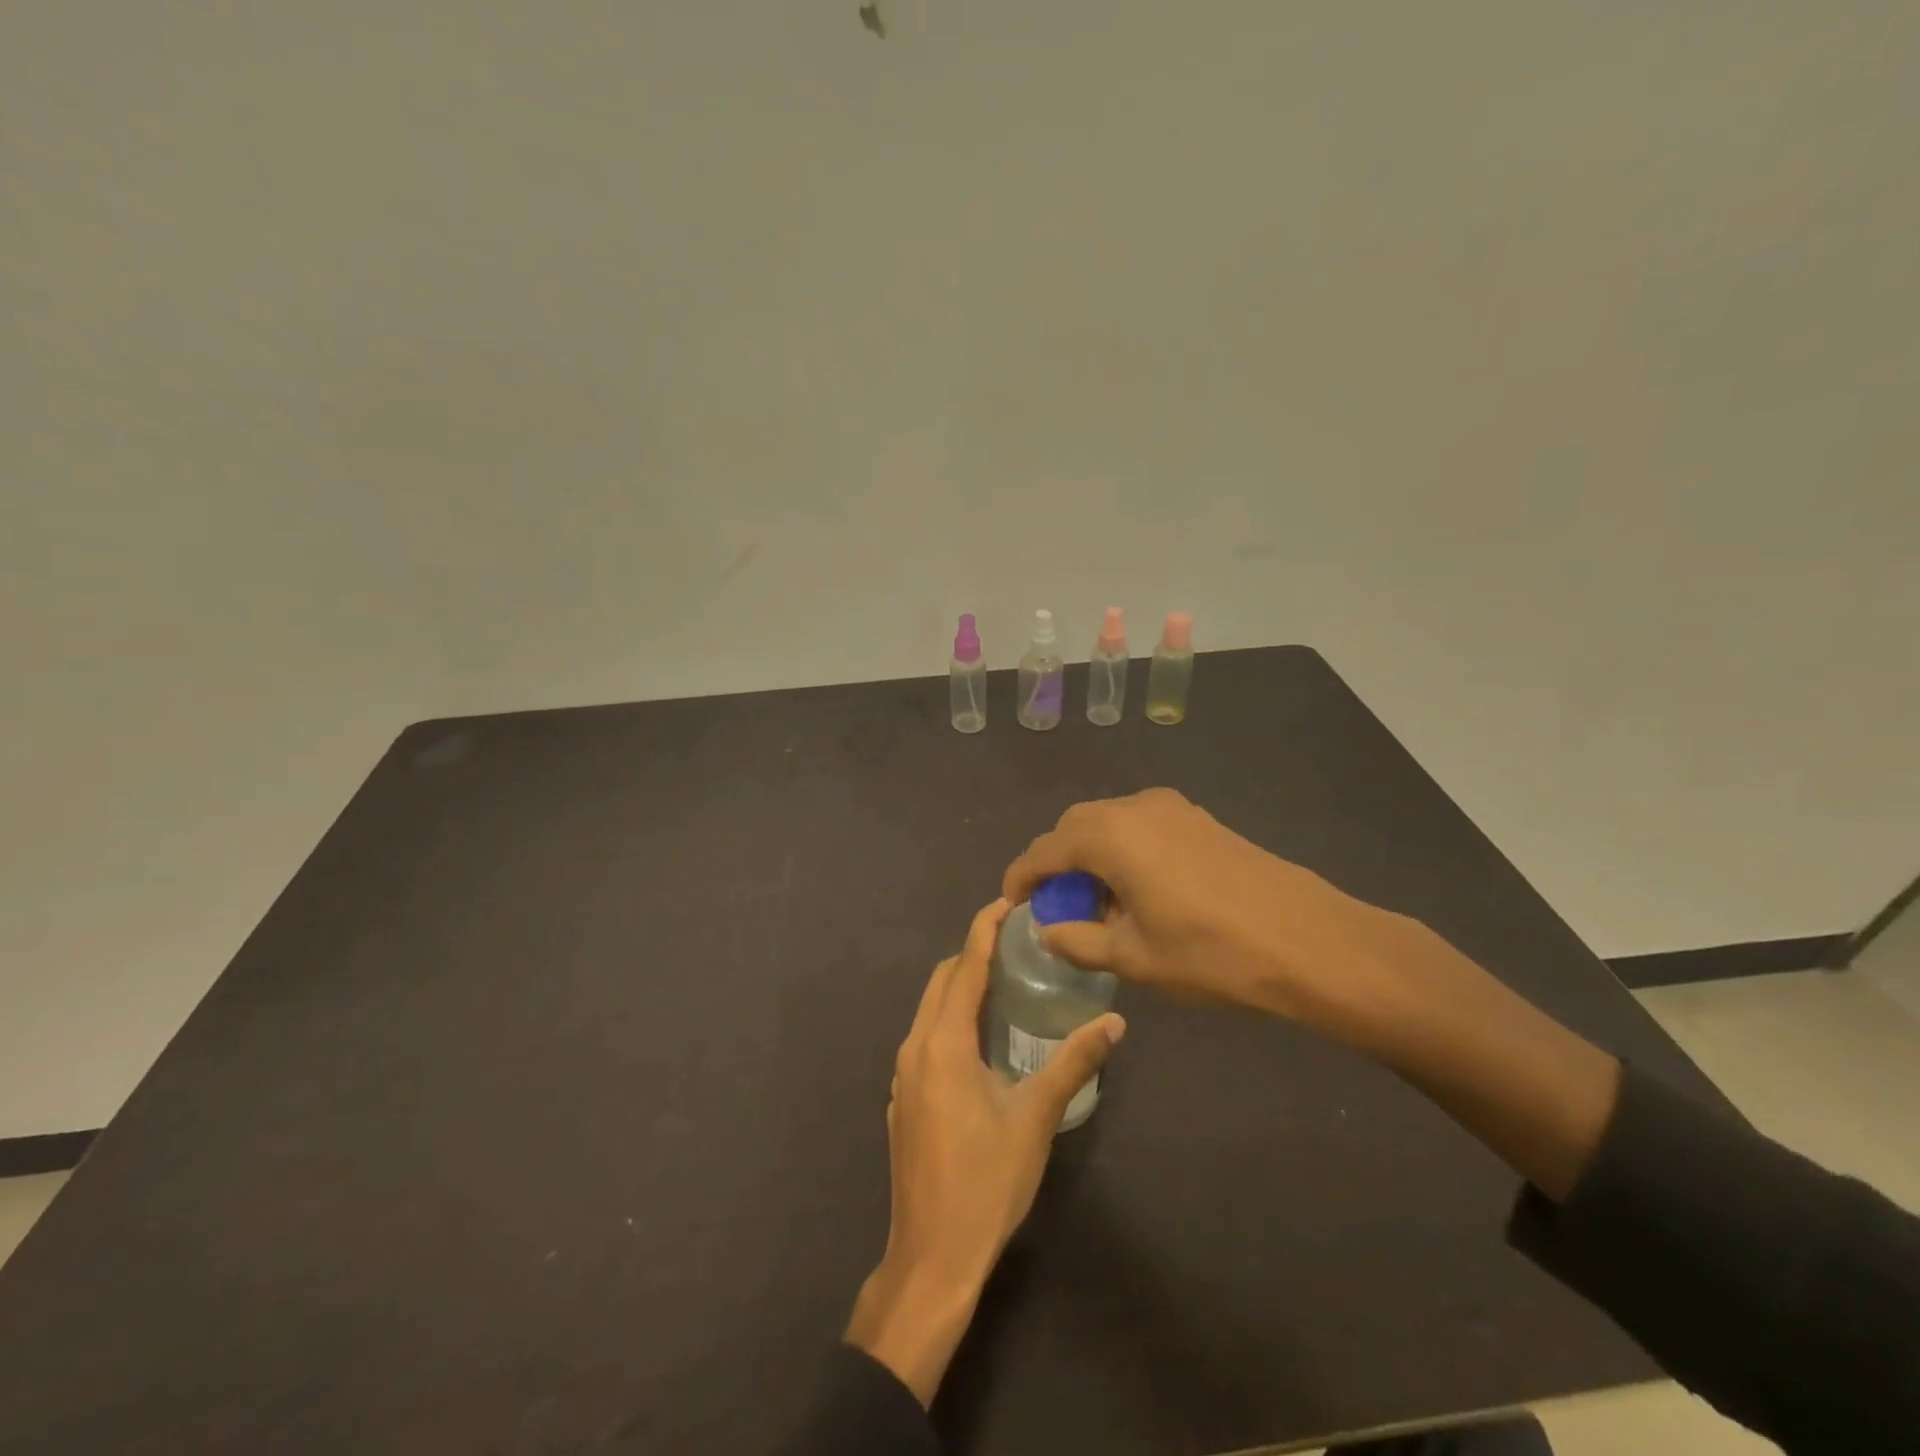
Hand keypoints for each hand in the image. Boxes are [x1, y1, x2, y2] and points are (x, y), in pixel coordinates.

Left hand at [844, 898, 1125, 1405]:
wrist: (932, 1257)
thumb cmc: (986, 1182)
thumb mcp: (1036, 1117)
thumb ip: (1073, 1062)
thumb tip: (1114, 1022)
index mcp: (943, 1043)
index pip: (963, 967)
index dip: (984, 929)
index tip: (1007, 902)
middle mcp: (915, 1047)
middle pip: (941, 981)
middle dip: (972, 953)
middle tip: (1015, 943)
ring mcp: (903, 1075)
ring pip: (930, 1009)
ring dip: (961, 986)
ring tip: (1005, 981)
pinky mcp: (903, 1098)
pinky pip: (926, 1037)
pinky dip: (951, 1018)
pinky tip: (981, 1038)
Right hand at [1003, 789, 1412, 1050]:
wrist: (1307, 939)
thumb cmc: (1210, 952)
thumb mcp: (1135, 957)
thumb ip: (1080, 941)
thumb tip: (1049, 931)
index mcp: (1109, 836)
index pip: (1045, 850)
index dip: (1022, 876)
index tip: (1011, 903)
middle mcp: (1134, 808)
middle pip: (1075, 828)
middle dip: (1057, 863)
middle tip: (1055, 905)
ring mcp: (1171, 808)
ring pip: (1109, 823)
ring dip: (1091, 855)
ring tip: (1099, 903)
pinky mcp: (1198, 818)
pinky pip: (1140, 825)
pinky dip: (1123, 850)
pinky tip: (1139, 890)